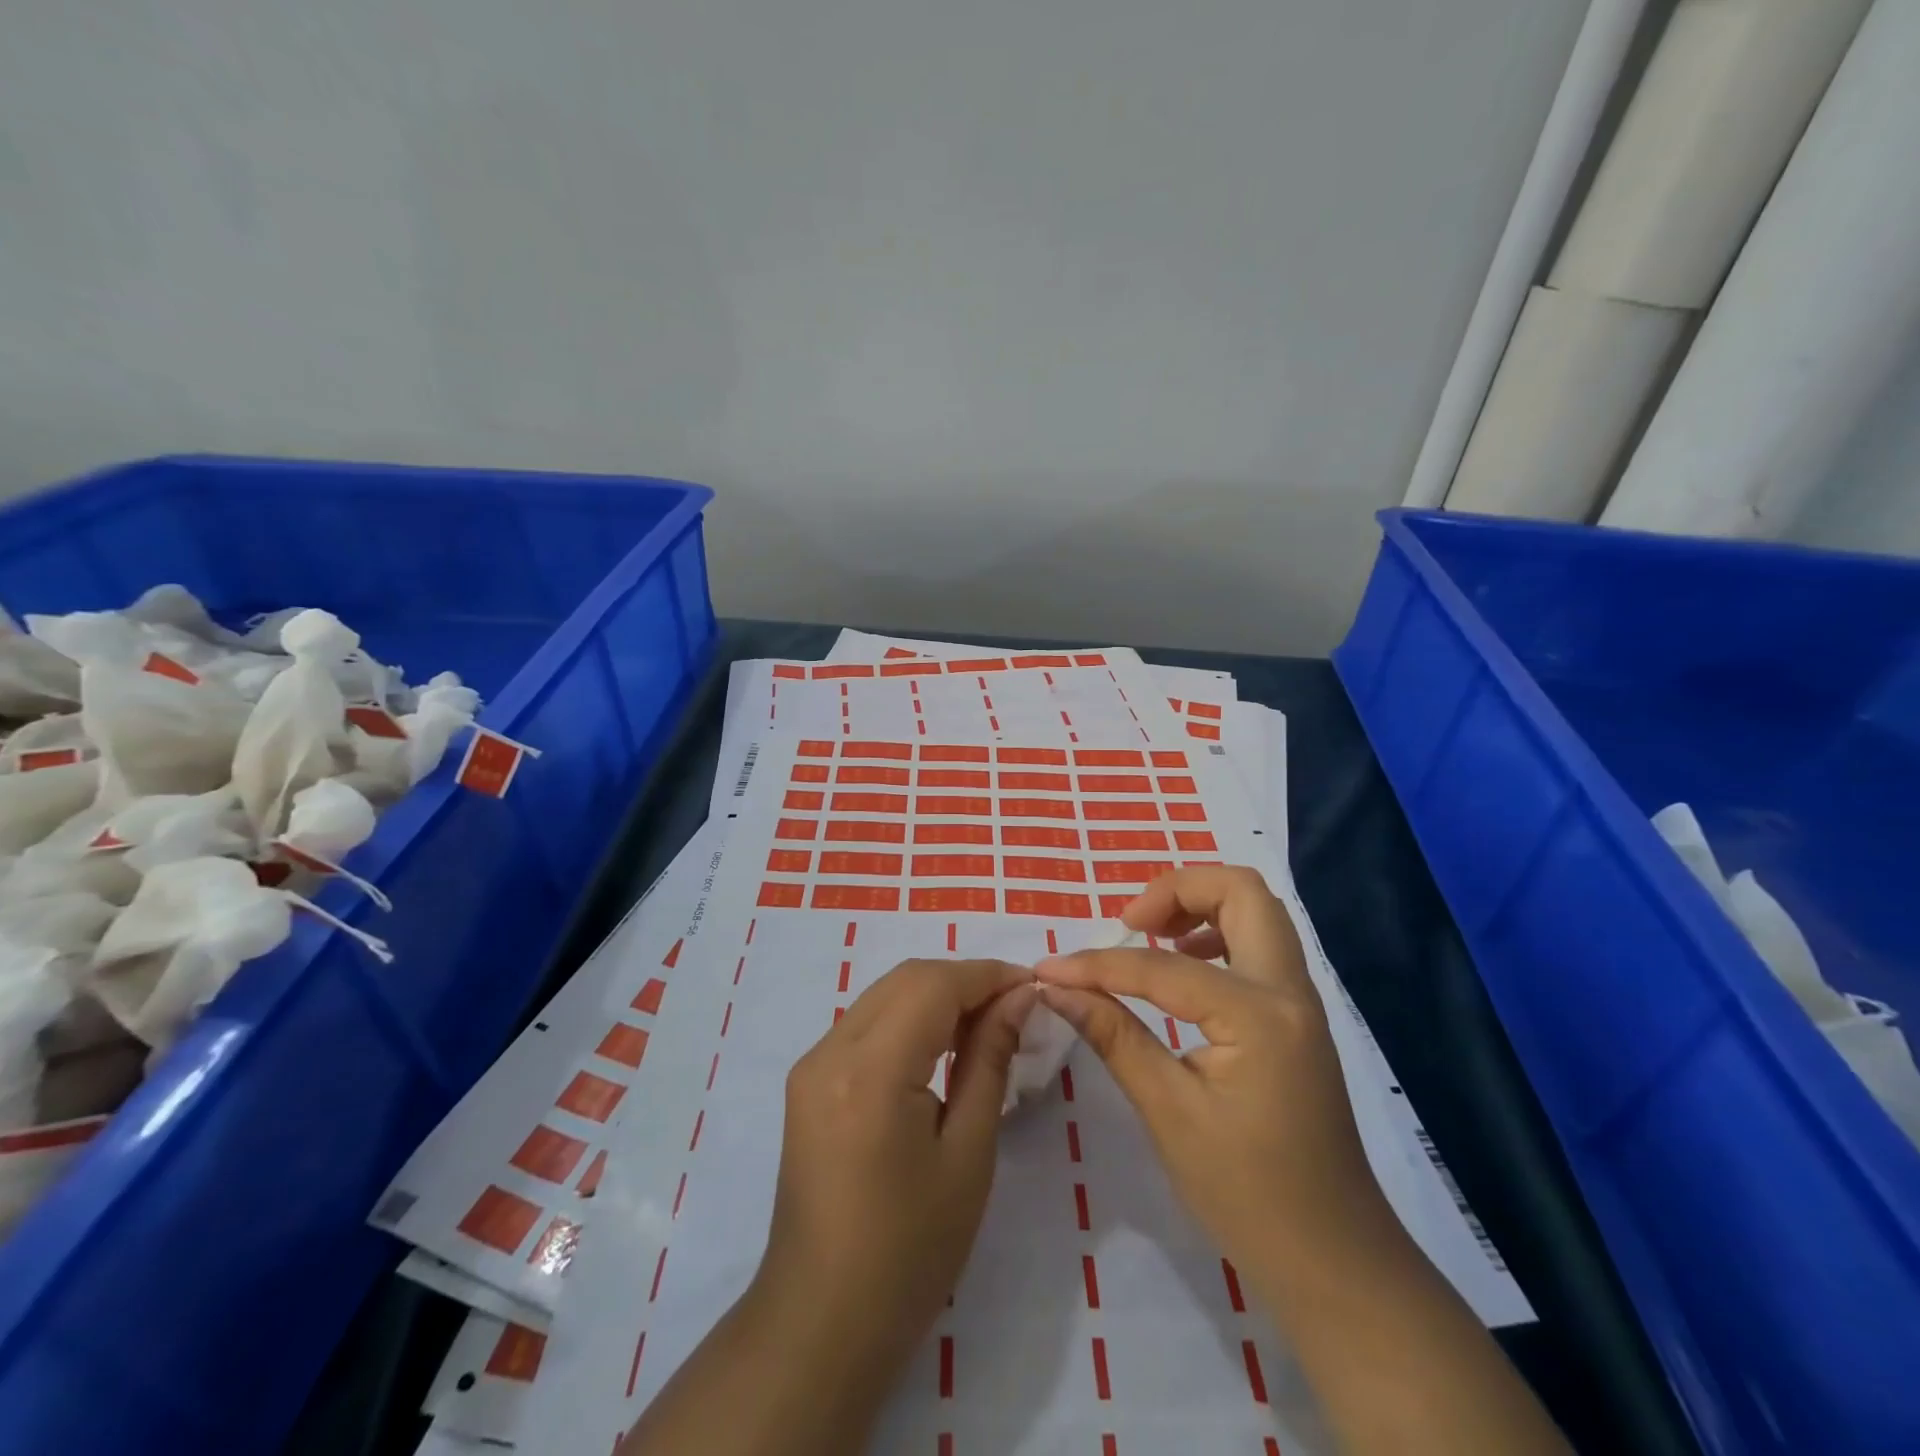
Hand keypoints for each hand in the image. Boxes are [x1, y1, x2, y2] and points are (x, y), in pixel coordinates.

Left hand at [755, 958, 1034, 1373]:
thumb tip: (1017, 999)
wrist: (821, 1321)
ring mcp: (812, 1063)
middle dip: (963, 981)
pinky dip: (908, 1019)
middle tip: (1013, 1007)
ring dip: (936, 996)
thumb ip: (989, 1061)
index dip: (987, 975)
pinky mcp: (808, 1080)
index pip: (933, 985)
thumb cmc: (909, 1251)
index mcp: (870, 1071)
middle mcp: (830, 1050)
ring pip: (884, 995)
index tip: (1032, 986)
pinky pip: (866, 1023)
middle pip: (905, 979)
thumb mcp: (967, 1155)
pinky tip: (939, 1047)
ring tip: (985, 1025)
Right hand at [1035, 866, 1390, 1294]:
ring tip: (1151, 938)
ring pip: (1257, 910)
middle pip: (1242, 891)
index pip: (1161, 967)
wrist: (1335, 1261)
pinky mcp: (1298, 1017)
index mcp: (1258, 1016)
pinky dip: (1218, 934)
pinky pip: (1260, 944)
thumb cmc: (1247, 1195)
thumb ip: (1113, 1036)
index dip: (1097, 964)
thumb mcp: (1168, 1113)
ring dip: (1201, 906)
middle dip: (1176, 889)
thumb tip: (1056, 988)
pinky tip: (1184, 969)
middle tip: (1128, 923)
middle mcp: (1289, 991)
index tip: (1049, 969)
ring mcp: (1301, 1001)